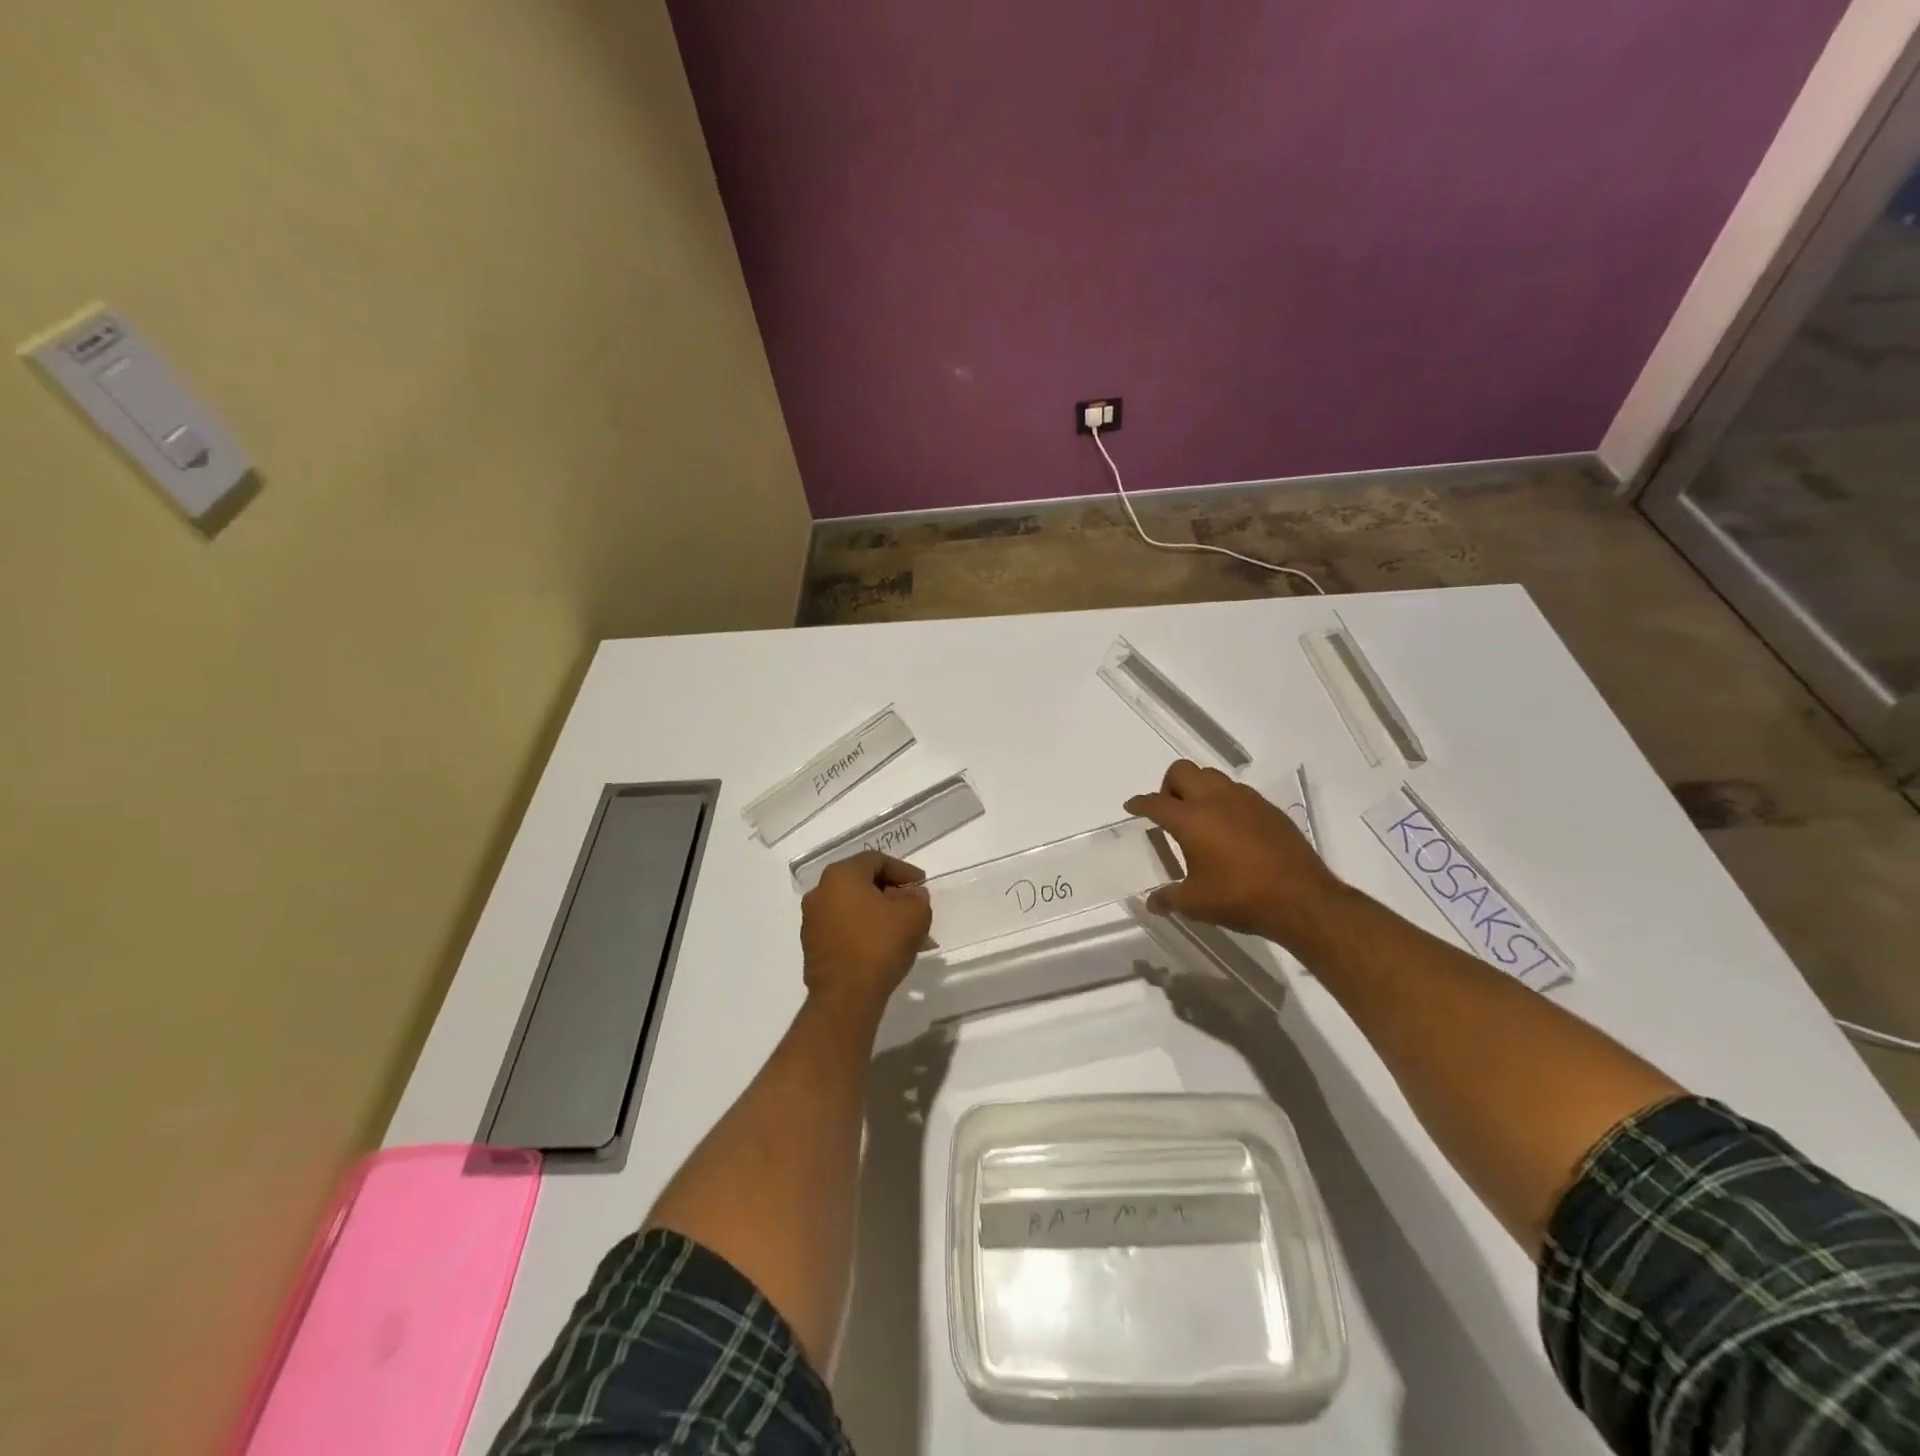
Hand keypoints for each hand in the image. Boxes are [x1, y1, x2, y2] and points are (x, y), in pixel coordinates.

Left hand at [800, 851, 931, 1013]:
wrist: (846, 996)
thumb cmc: (880, 945)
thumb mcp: (914, 915)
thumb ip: (917, 898)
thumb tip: (911, 896)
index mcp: (841, 875)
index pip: (876, 860)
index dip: (903, 871)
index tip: (921, 886)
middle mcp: (820, 891)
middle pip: (862, 882)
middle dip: (890, 893)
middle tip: (913, 906)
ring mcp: (812, 920)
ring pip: (853, 907)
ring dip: (878, 914)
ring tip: (902, 931)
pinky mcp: (812, 946)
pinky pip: (843, 928)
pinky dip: (863, 930)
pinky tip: (883, 946)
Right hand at [1125, 760, 1345, 949]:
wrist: (1302, 899)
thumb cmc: (1240, 898)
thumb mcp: (1196, 904)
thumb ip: (1169, 898)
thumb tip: (1151, 902)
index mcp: (1191, 819)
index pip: (1156, 802)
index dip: (1140, 804)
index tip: (1132, 806)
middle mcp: (1215, 800)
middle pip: (1182, 771)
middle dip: (1168, 786)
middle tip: (1169, 811)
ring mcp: (1246, 800)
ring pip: (1212, 776)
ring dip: (1198, 788)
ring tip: (1200, 817)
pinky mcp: (1269, 809)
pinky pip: (1238, 791)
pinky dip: (1225, 800)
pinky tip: (1230, 828)